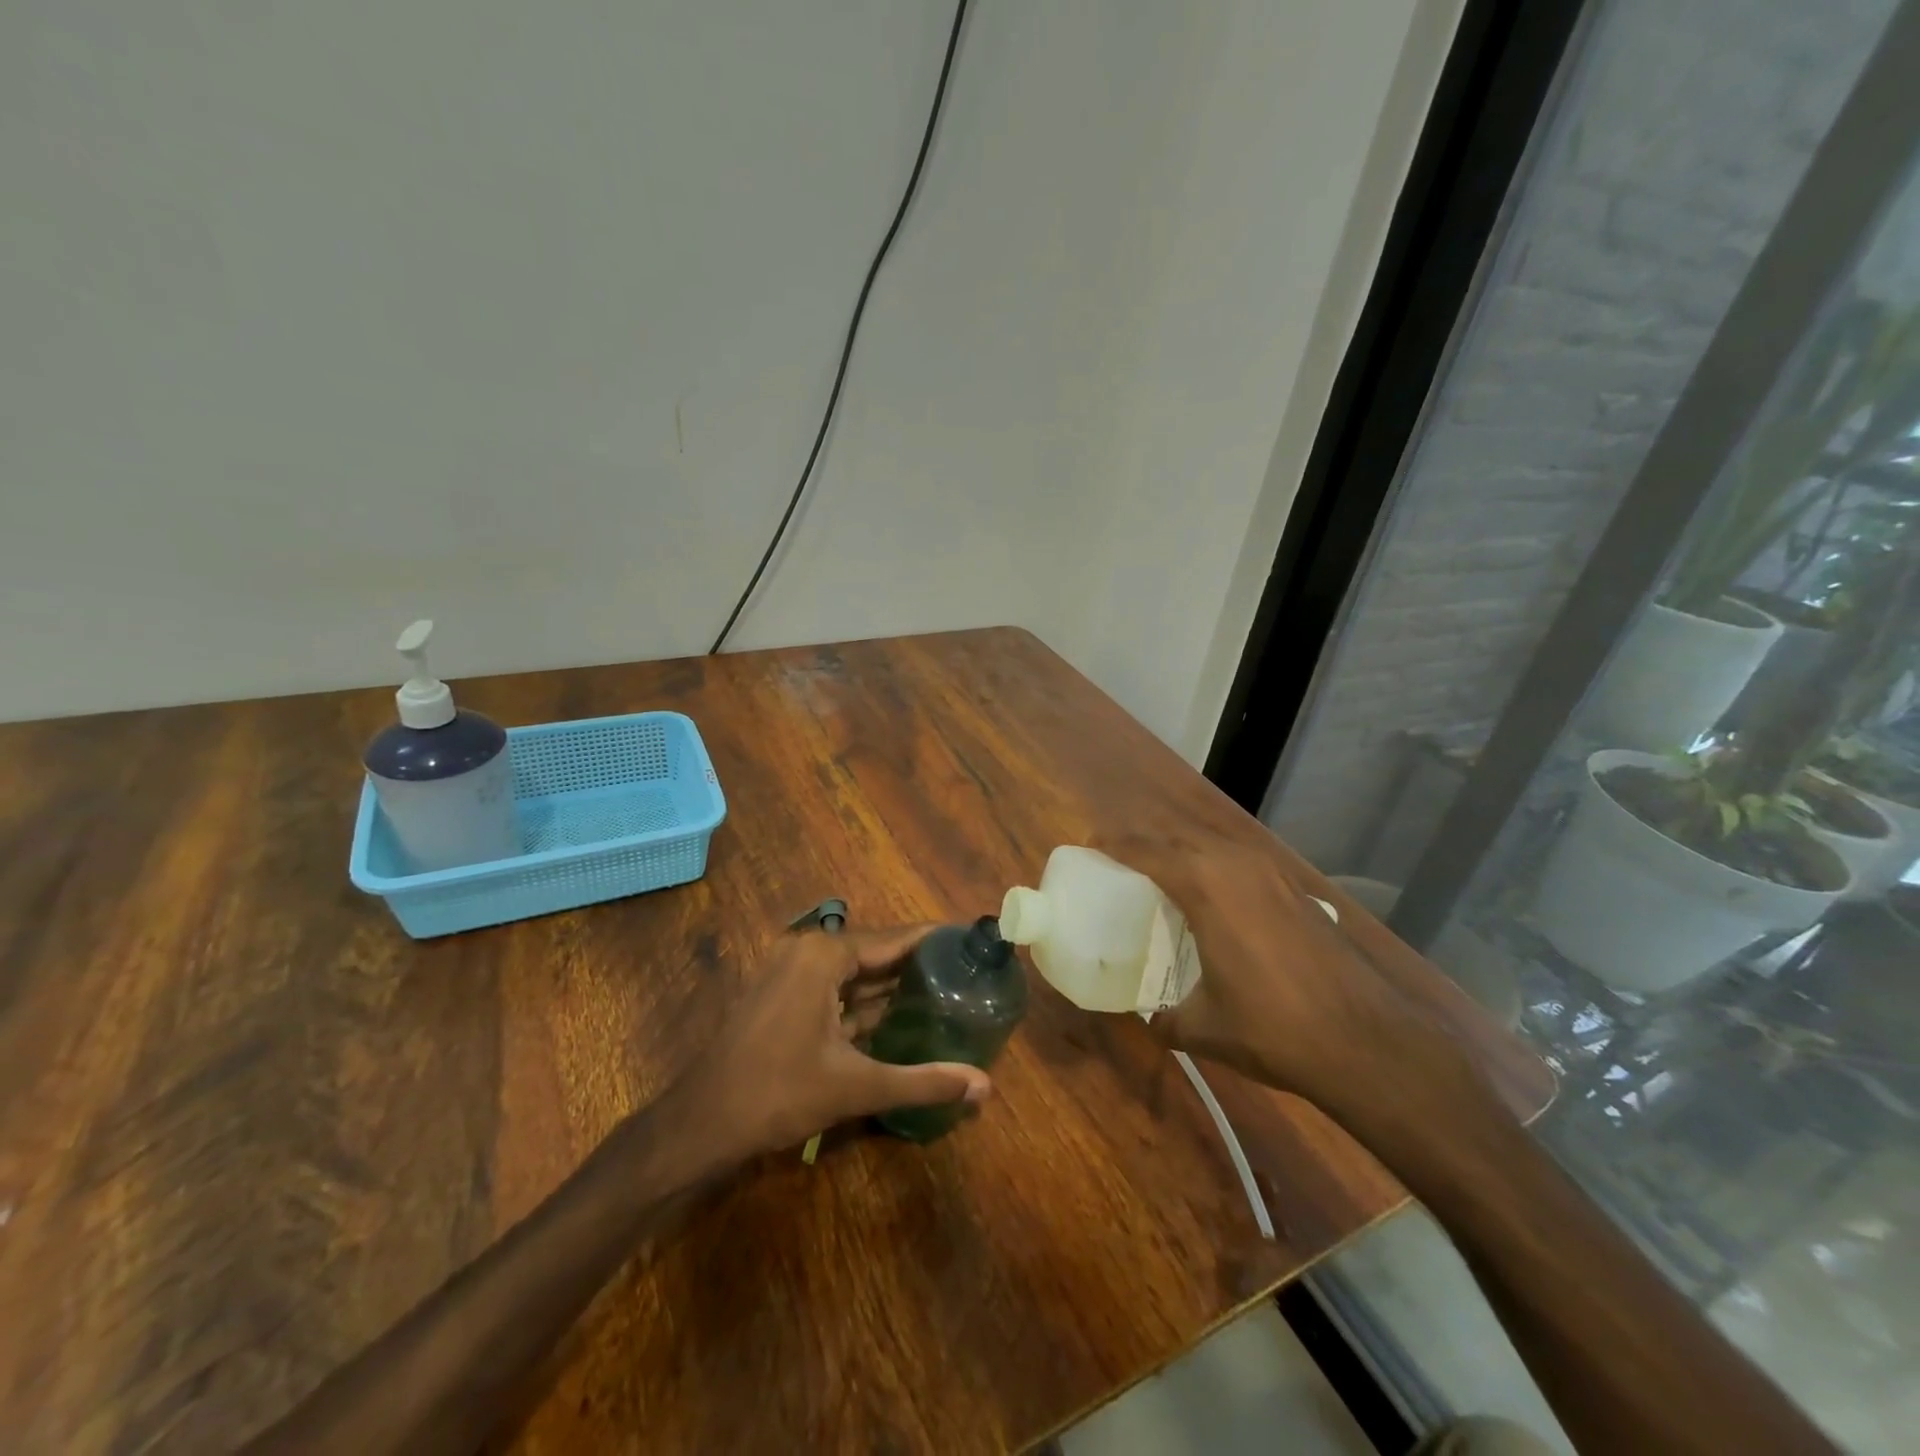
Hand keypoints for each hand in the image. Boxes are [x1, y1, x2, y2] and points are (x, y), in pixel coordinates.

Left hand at [665, 925, 992, 1167]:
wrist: (700, 1124)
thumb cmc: (777, 1095)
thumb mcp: (856, 1086)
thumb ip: (923, 1081)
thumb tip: (986, 1087)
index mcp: (824, 955)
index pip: (895, 938)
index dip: (935, 941)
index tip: (974, 945)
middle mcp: (807, 951)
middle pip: (876, 951)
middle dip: (918, 965)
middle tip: (968, 975)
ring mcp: (789, 972)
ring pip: (855, 972)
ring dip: (892, 985)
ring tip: (944, 992)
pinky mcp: (781, 995)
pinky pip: (835, 988)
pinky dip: (864, 1001)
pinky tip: (898, 1017)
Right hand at [1097, 828, 1440, 1113]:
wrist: (1367, 1041)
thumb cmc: (1273, 1028)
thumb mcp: (1203, 1027)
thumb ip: (1165, 1017)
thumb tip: (1149, 1018)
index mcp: (1204, 884)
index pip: (1144, 849)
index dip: (1112, 845)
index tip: (1089, 849)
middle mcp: (1236, 863)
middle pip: (1176, 837)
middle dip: (1143, 844)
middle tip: (1119, 865)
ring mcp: (1272, 872)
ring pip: (1211, 844)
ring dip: (1181, 853)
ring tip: (1160, 879)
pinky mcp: (1295, 889)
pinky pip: (1239, 862)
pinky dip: (1214, 868)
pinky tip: (1214, 902)